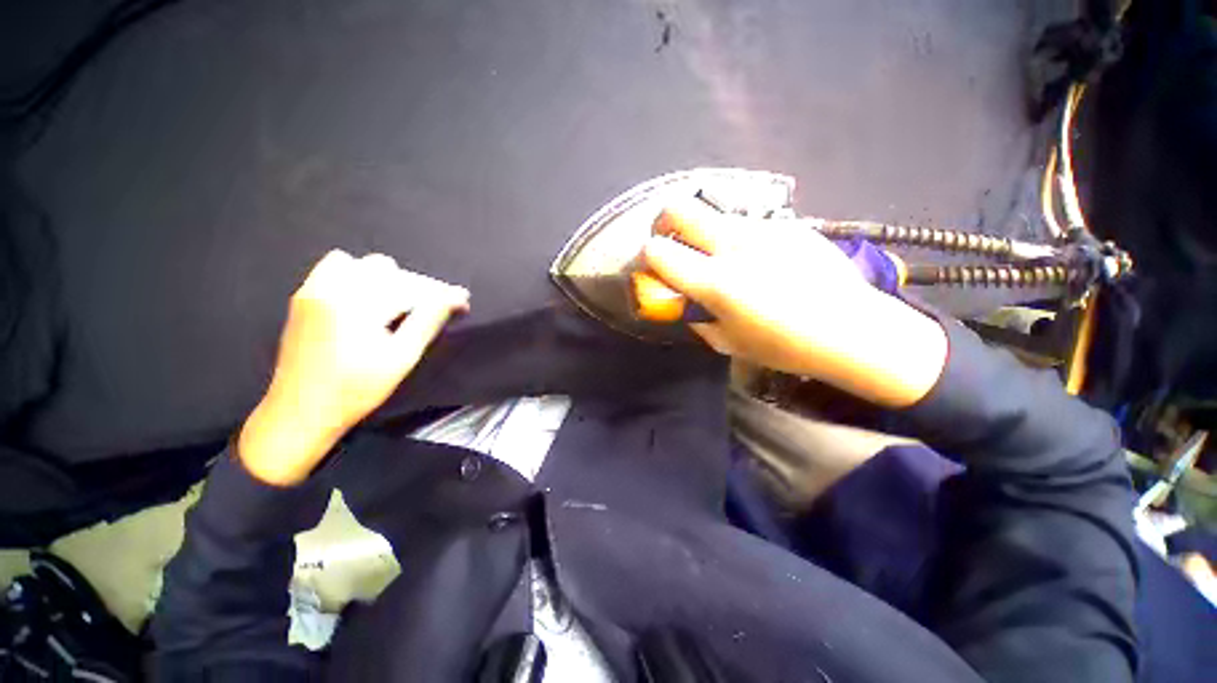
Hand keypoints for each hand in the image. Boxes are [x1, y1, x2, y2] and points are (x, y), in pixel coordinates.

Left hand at [239, 250, 469, 484]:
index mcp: (358, 304)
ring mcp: (313, 290)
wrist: (299, 412)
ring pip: (363, 264)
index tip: (462, 302)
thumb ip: (428, 321)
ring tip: (399, 305)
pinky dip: (360, 277)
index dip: (441, 293)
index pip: (411, 287)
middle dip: (416, 286)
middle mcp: (333, 288)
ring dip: (388, 279)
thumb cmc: (356, 390)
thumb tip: (453, 298)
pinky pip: (336, 268)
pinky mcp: (304, 297)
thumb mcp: (402, 358)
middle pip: (388, 270)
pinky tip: (368, 301)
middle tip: (432, 308)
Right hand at [643, 199, 947, 407]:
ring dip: (701, 228)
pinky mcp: (787, 225)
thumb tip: (682, 300)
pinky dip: (734, 235)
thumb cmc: (783, 346)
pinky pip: (746, 222)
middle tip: (669, 239)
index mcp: (715, 281)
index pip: (658, 251)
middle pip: (680, 209)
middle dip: (663, 222)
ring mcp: (762, 229)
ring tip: (715, 253)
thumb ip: (696, 317)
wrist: (852, 329)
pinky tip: (754, 257)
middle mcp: (734, 246)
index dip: (648, 257)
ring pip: (713, 211)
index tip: (654, 266)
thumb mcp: (727, 342)